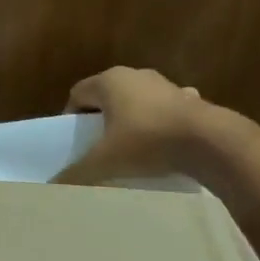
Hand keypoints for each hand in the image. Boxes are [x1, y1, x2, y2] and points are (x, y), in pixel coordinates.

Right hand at [53, 66, 214, 184]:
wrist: (207, 141)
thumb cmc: (146, 142)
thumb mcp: (104, 162)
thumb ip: (75, 174)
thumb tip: (52, 186)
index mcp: (110, 81)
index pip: (78, 93)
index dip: (70, 117)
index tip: (73, 142)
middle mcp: (136, 74)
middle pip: (106, 96)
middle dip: (99, 120)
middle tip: (95, 148)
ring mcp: (165, 84)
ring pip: (135, 101)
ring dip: (128, 121)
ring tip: (126, 149)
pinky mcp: (189, 99)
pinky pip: (162, 111)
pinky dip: (156, 124)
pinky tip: (158, 146)